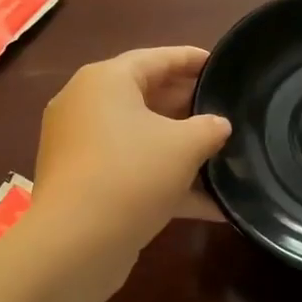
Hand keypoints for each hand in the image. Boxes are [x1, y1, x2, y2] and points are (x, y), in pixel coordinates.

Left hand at [33, 47, 230, 260]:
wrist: (76, 243)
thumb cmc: (132, 174)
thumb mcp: (185, 146)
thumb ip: (209, 128)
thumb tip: (219, 125)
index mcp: (106, 81)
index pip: (156, 58)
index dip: (192, 59)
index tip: (221, 63)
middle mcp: (86, 106)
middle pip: (146, 96)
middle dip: (188, 105)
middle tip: (225, 110)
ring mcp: (82, 147)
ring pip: (140, 138)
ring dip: (180, 148)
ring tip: (222, 154)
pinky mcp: (85, 183)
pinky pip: (132, 171)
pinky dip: (166, 182)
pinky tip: (210, 204)